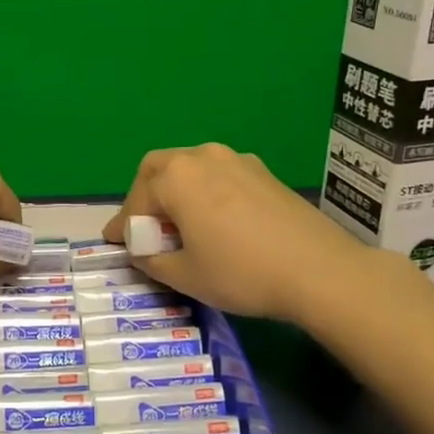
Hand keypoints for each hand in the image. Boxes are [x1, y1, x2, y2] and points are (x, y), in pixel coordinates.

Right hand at [102, 144, 368, 323]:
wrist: (319, 271)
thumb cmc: (241, 273)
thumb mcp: (185, 275)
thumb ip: (151, 259)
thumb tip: (142, 250)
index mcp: (176, 178)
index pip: (136, 200)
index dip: (123, 225)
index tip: (114, 243)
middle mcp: (203, 157)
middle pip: (159, 169)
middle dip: (145, 196)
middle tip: (145, 228)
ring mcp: (237, 160)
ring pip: (191, 168)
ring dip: (175, 191)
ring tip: (179, 225)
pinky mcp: (263, 173)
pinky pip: (219, 175)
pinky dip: (204, 193)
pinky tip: (214, 221)